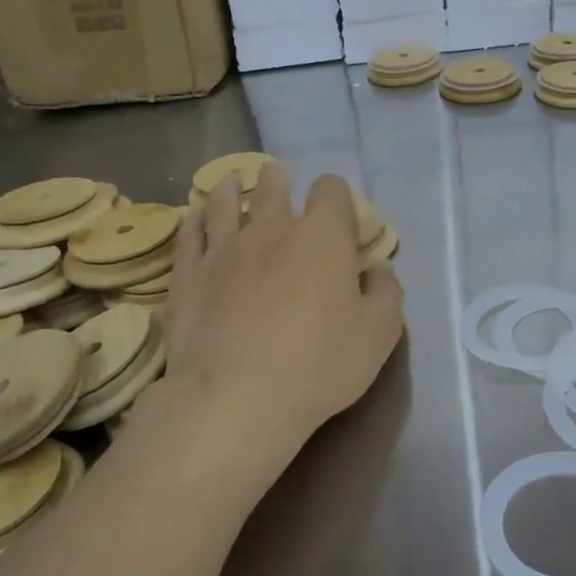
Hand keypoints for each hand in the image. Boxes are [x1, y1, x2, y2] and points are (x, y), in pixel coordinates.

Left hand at [159, 164, 403, 492]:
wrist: (237, 396)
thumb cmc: (320, 364)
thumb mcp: (379, 334)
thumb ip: (386, 293)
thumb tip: (379, 269)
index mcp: (323, 237)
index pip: (332, 191)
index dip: (337, 196)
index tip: (339, 215)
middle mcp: (272, 229)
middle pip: (274, 188)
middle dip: (279, 181)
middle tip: (277, 178)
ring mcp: (224, 249)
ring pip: (225, 203)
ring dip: (232, 190)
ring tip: (232, 182)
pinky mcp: (189, 274)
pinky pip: (190, 234)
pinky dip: (194, 221)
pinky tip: (194, 217)